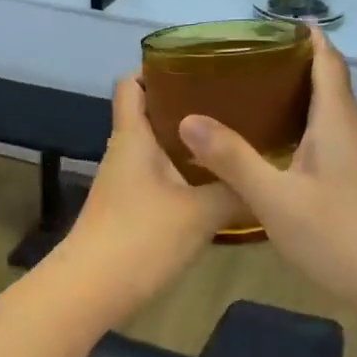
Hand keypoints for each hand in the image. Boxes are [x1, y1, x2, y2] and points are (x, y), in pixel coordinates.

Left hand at [57, 76, 241, 307]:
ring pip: (155, 149)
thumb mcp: (200, 212)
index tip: (196, 65)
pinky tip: (213, 185)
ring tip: (230, 140)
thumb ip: (234, 192)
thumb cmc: (141, 238)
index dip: (155, 68)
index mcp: (133, 137)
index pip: (131, 84)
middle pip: (148, 114)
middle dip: (185, 105)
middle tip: (231, 102)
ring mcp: (122, 183)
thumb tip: (265, 179)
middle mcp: (124, 153)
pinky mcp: (127, 210)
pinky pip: (157, 178)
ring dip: (186, 143)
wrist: (90, 291)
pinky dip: (181, 174)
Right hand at [176, 28, 356, 303]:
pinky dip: (306, 131)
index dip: (308, 37)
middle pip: (330, 84)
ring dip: (301, 99)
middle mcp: (354, 131)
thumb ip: (233, 158)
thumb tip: (189, 119)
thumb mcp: (275, 198)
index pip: (327, 61)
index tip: (279, 22)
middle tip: (249, 63)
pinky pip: (333, 141)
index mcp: (337, 121)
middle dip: (296, 66)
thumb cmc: (340, 235)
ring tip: (256, 100)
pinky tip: (282, 151)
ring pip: (331, 115)